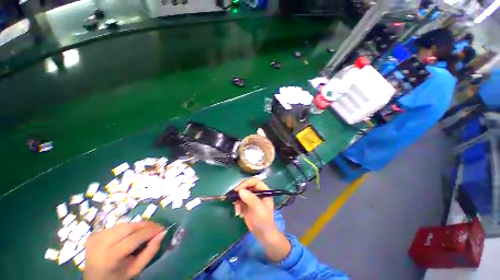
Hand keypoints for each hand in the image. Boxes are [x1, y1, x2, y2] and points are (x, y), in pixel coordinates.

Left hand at [84, 222, 165, 279]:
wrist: (94, 279)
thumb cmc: (118, 277)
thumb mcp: (136, 269)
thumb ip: (150, 252)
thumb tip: (162, 233)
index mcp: (110, 257)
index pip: (134, 238)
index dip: (150, 231)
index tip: (163, 229)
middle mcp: (100, 244)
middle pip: (128, 227)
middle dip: (145, 225)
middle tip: (156, 228)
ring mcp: (95, 237)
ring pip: (123, 224)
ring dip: (138, 226)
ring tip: (146, 230)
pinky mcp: (94, 234)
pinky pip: (116, 226)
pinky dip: (128, 228)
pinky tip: (131, 234)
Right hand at [234, 178, 275, 238]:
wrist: (263, 235)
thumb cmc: (264, 221)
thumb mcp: (259, 209)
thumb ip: (251, 199)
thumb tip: (240, 191)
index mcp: (264, 191)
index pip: (255, 181)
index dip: (247, 183)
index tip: (239, 189)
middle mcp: (257, 192)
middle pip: (247, 185)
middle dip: (240, 190)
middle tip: (234, 195)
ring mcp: (251, 198)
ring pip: (242, 192)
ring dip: (237, 198)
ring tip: (237, 208)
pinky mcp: (246, 204)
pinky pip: (239, 200)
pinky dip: (237, 204)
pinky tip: (238, 212)